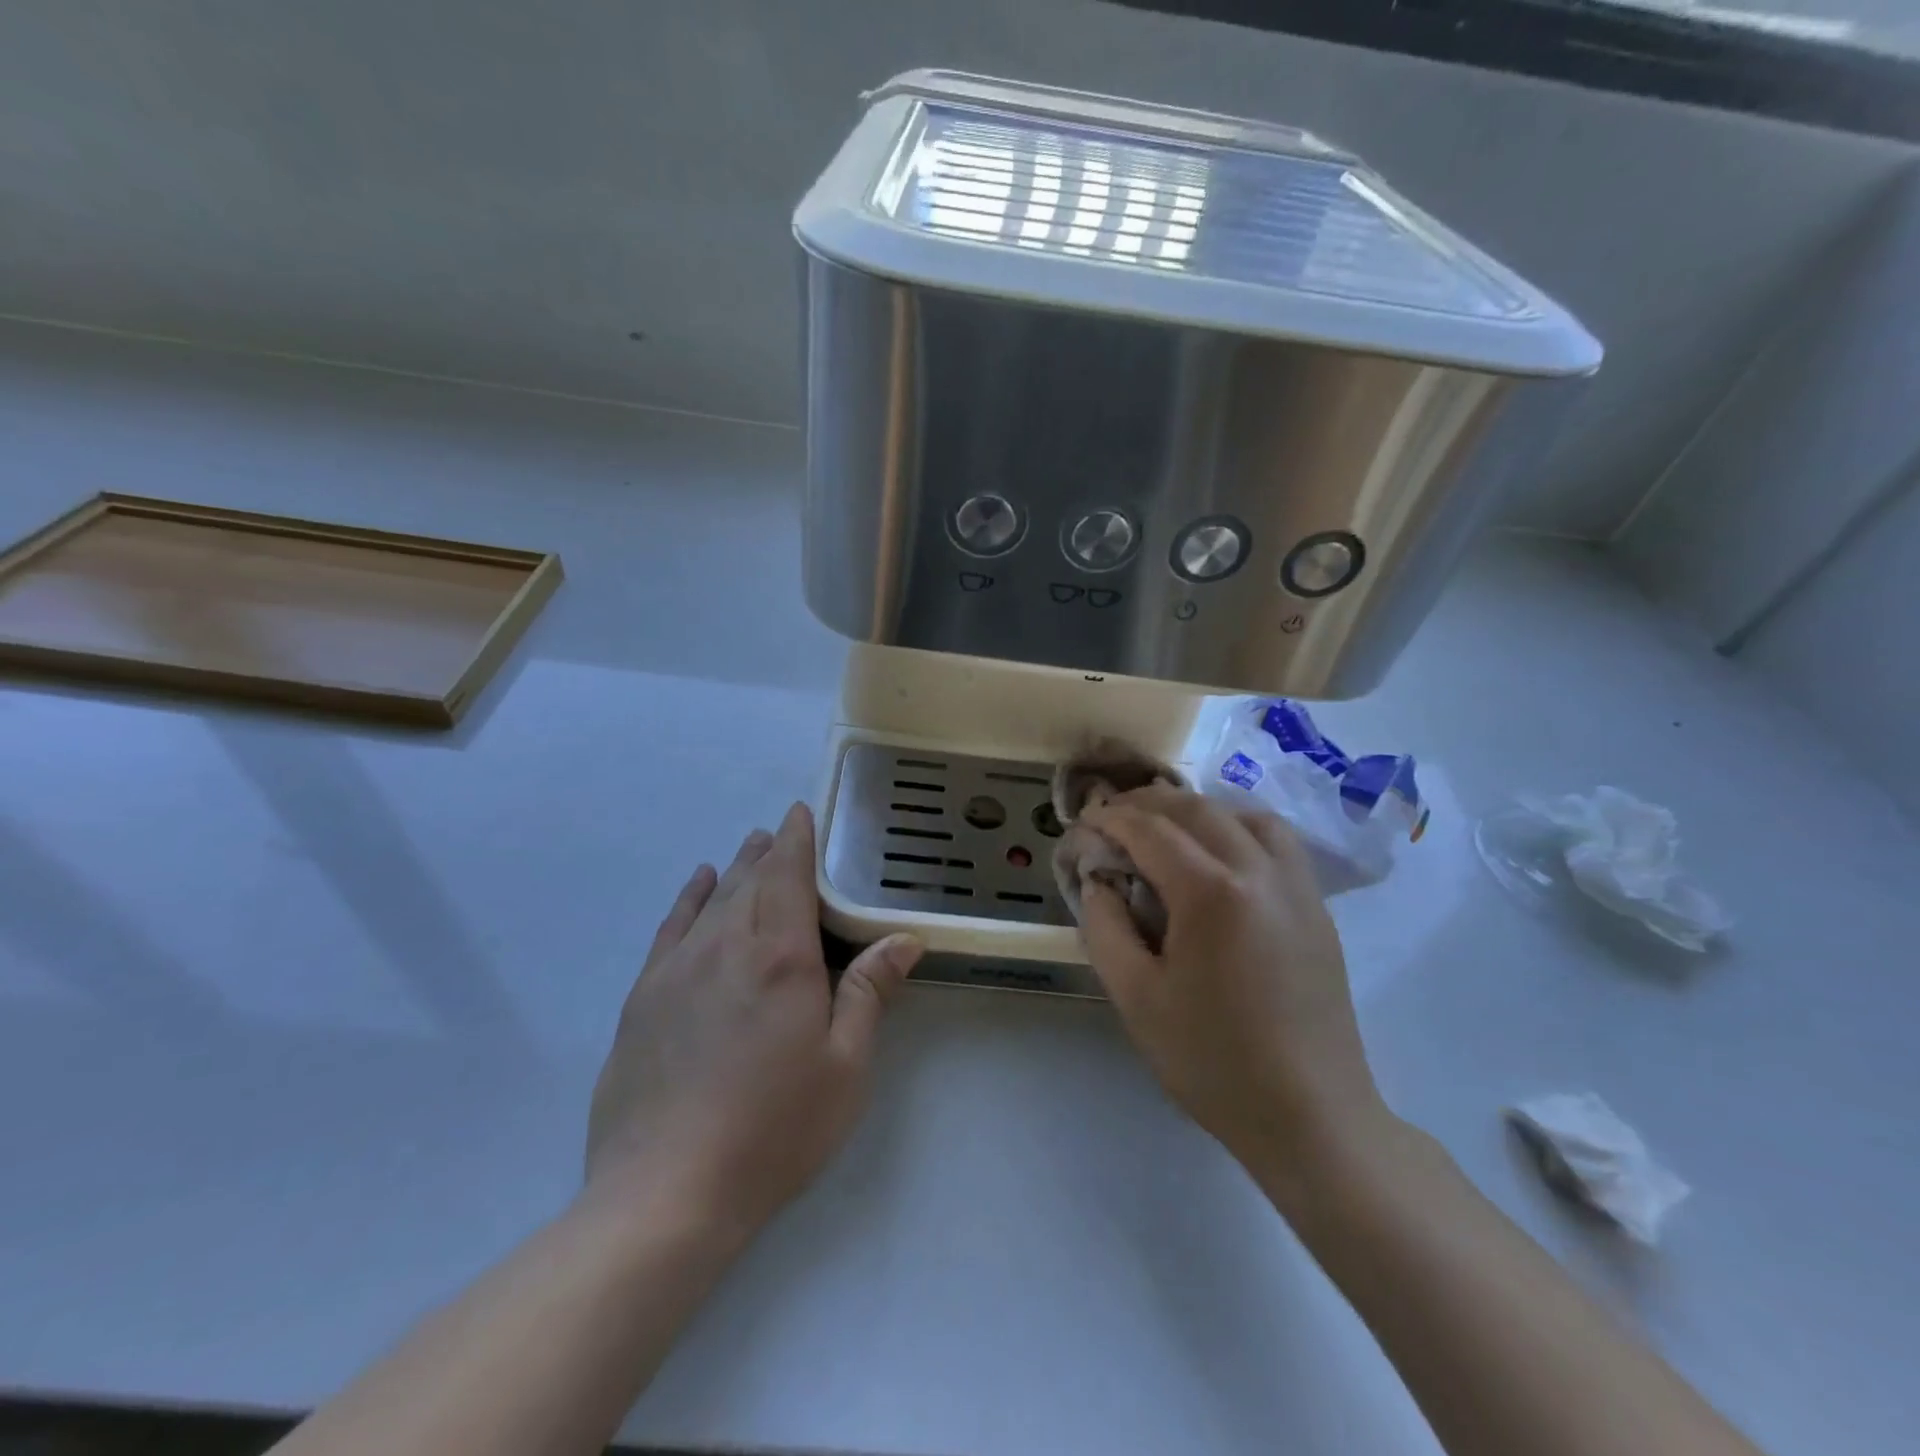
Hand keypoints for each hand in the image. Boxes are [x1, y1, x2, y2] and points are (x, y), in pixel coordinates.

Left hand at [584, 803, 923, 1245]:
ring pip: (713, 899)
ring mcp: (678, 969)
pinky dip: (688, 899)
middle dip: (767, 851)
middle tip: (779, 830)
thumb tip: (904, 939)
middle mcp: (727, 946)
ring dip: (734, 869)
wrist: (666, 1192)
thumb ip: (869, 993)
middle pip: (750, 880)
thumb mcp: (844, 1067)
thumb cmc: (774, 1129)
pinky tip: (697, 884)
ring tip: (747, 848)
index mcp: (781, 956)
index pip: (788, 875)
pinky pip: (671, 928)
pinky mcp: (644, 997)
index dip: (796, 839)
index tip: (800, 812)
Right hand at [1077, 786, 1386, 1201]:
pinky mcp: (1317, 906)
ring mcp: (1297, 886)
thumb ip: (1104, 926)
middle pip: (1196, 809)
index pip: (1150, 829)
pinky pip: (1276, 841)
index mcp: (1211, 892)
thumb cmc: (1212, 1060)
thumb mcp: (1135, 998)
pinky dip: (1238, 827)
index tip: (1081, 824)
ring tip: (1165, 829)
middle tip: (1111, 818)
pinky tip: (1219, 855)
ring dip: (1196, 810)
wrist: (1311, 1116)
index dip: (1109, 819)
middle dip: (1146, 804)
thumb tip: (1099, 880)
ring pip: (1242, 814)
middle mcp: (1259, 871)